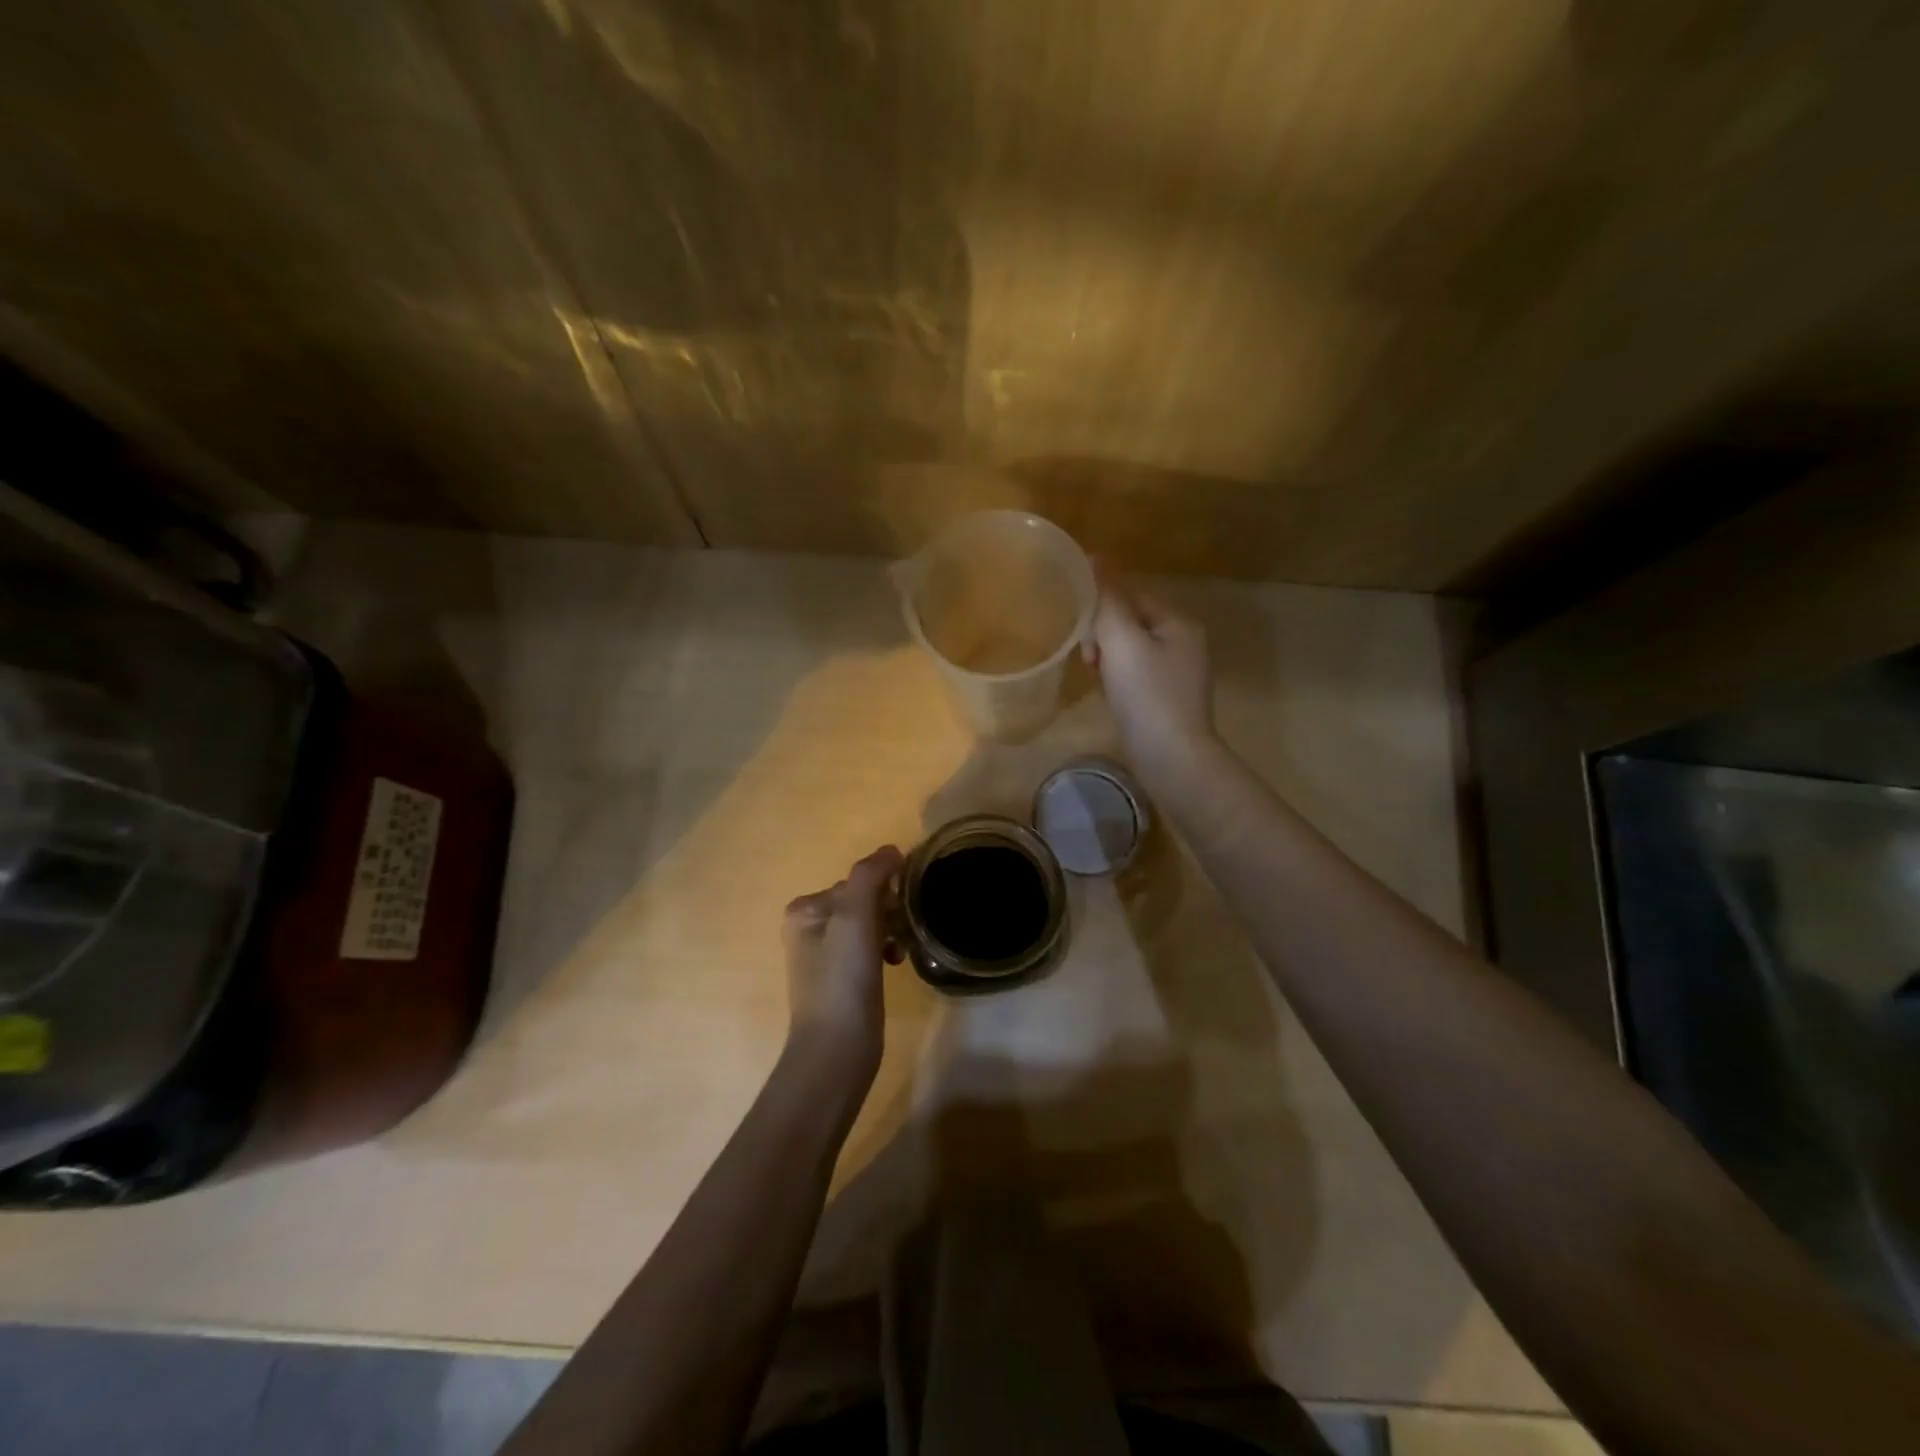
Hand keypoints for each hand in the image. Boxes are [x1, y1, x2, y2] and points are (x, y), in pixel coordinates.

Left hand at [782, 845, 902, 1077]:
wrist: (836, 1050)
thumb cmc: (842, 979)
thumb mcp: (854, 917)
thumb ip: (870, 876)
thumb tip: (891, 850)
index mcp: (804, 909)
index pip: (855, 881)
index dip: (883, 890)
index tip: (902, 907)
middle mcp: (808, 928)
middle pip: (862, 901)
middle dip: (888, 911)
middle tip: (904, 930)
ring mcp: (824, 956)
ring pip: (869, 925)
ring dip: (890, 930)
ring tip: (901, 949)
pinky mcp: (841, 980)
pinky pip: (870, 948)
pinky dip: (885, 950)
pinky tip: (896, 963)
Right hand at [1083, 567, 1215, 780]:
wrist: (1172, 758)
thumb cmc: (1147, 695)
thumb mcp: (1122, 641)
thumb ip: (1107, 600)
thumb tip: (1096, 557)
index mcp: (1179, 623)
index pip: (1132, 596)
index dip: (1100, 607)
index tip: (1079, 630)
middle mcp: (1184, 643)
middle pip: (1130, 622)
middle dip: (1102, 634)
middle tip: (1087, 659)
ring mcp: (1177, 674)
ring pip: (1130, 650)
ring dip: (1107, 657)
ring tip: (1094, 676)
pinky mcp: (1167, 700)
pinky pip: (1135, 675)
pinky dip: (1117, 679)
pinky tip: (1108, 693)